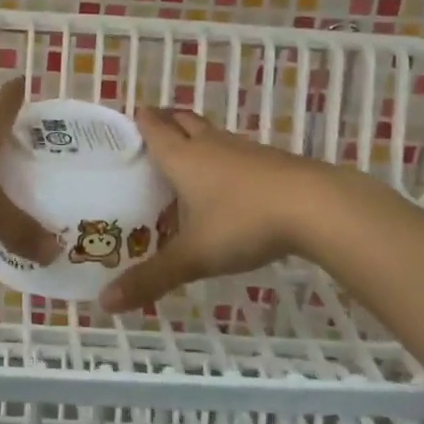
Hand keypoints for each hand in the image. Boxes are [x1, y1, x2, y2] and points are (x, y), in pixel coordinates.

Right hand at [101, 108, 328, 312]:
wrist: (317, 207)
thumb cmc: (243, 222)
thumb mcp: (194, 256)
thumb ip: (152, 278)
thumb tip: (106, 303)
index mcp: (182, 158)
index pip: (153, 128)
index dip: (139, 121)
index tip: (126, 122)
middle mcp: (210, 145)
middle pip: (182, 121)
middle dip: (166, 122)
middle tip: (151, 132)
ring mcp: (244, 150)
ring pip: (211, 135)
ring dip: (196, 139)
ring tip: (185, 158)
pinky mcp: (271, 162)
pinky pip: (236, 152)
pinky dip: (223, 158)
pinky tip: (228, 182)